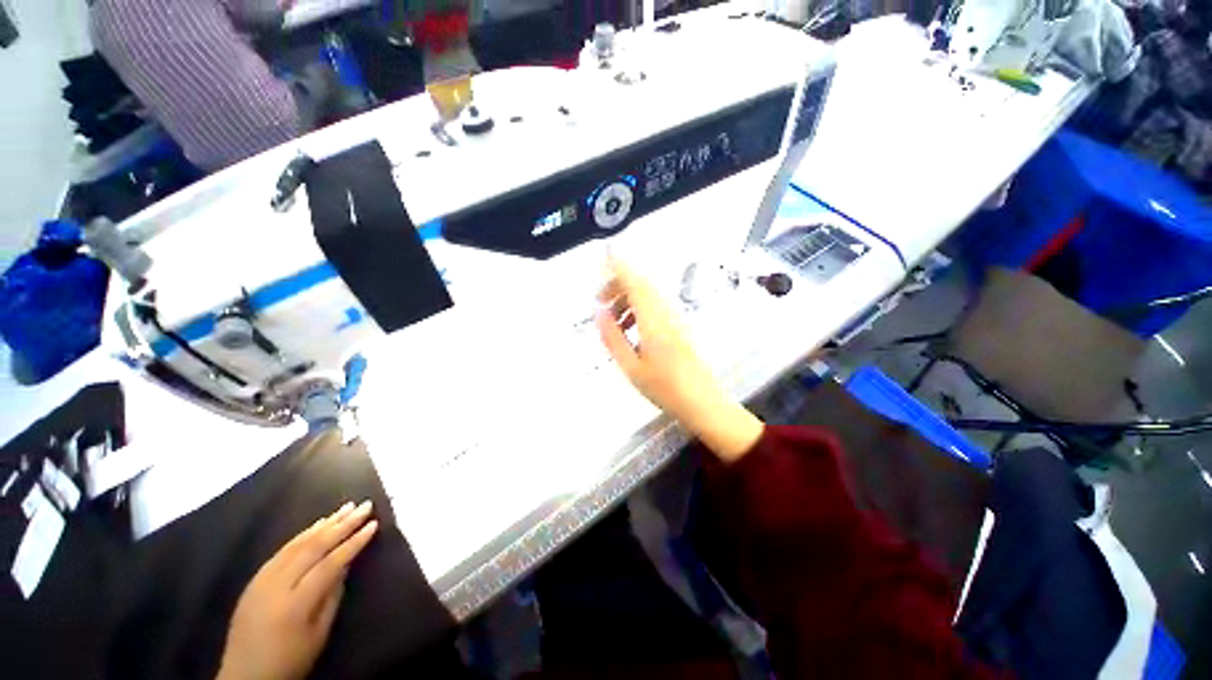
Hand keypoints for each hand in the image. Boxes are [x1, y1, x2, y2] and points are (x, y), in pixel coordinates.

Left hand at [217, 501, 378, 679]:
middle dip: (342, 525)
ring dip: (324, 524)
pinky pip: (281, 551)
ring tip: (345, 508)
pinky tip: (316, 525)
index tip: (374, 524)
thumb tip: (346, 563)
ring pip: (296, 545)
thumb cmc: (290, 661)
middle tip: (364, 506)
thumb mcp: (318, 635)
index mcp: (294, 604)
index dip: (353, 543)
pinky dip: (302, 535)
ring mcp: (261, 581)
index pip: (329, 564)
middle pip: (313, 548)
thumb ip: (332, 596)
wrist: (245, 678)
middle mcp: (276, 586)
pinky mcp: (254, 580)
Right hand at [596, 255, 763, 461]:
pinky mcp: (679, 326)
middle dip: (618, 285)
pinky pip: (656, 306)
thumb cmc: (664, 387)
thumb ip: (612, 336)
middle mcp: (666, 313)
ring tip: (612, 320)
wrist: (702, 402)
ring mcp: (675, 318)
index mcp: (653, 320)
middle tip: (600, 301)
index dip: (618, 266)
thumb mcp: (630, 366)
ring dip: (628, 298)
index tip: (603, 258)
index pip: (635, 282)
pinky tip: (630, 329)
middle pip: (642, 284)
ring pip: (649, 295)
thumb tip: (598, 311)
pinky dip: (638, 309)